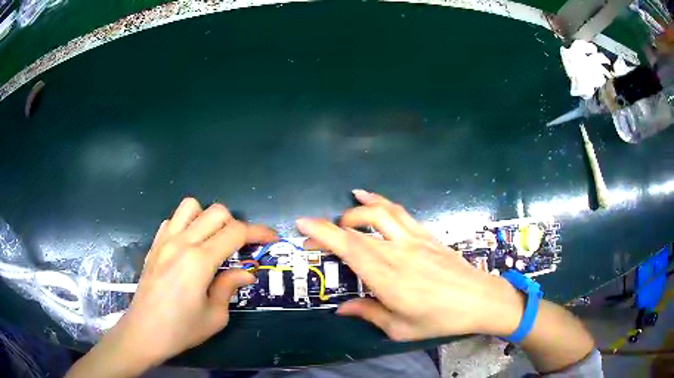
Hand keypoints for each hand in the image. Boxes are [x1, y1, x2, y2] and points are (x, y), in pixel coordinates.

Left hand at [67, 198, 277, 376]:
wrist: (144, 332)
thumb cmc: (181, 329)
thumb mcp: (215, 316)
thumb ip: (230, 287)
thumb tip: (246, 272)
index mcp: (199, 261)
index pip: (235, 232)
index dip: (258, 232)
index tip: (271, 239)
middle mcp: (181, 242)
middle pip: (216, 212)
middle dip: (236, 225)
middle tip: (240, 247)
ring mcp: (164, 240)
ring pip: (191, 206)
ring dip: (208, 218)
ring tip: (212, 241)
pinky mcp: (154, 244)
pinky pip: (172, 220)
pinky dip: (186, 224)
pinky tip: (188, 246)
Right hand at [297, 190, 522, 340]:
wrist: (479, 299)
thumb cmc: (440, 319)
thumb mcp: (400, 327)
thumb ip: (369, 314)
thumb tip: (341, 309)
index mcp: (387, 277)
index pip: (348, 248)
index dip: (322, 233)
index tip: (302, 225)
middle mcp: (398, 252)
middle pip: (359, 227)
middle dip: (331, 226)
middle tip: (317, 236)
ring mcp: (414, 238)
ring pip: (381, 212)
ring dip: (357, 209)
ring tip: (344, 212)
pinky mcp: (427, 234)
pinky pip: (401, 212)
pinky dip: (382, 202)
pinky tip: (372, 200)